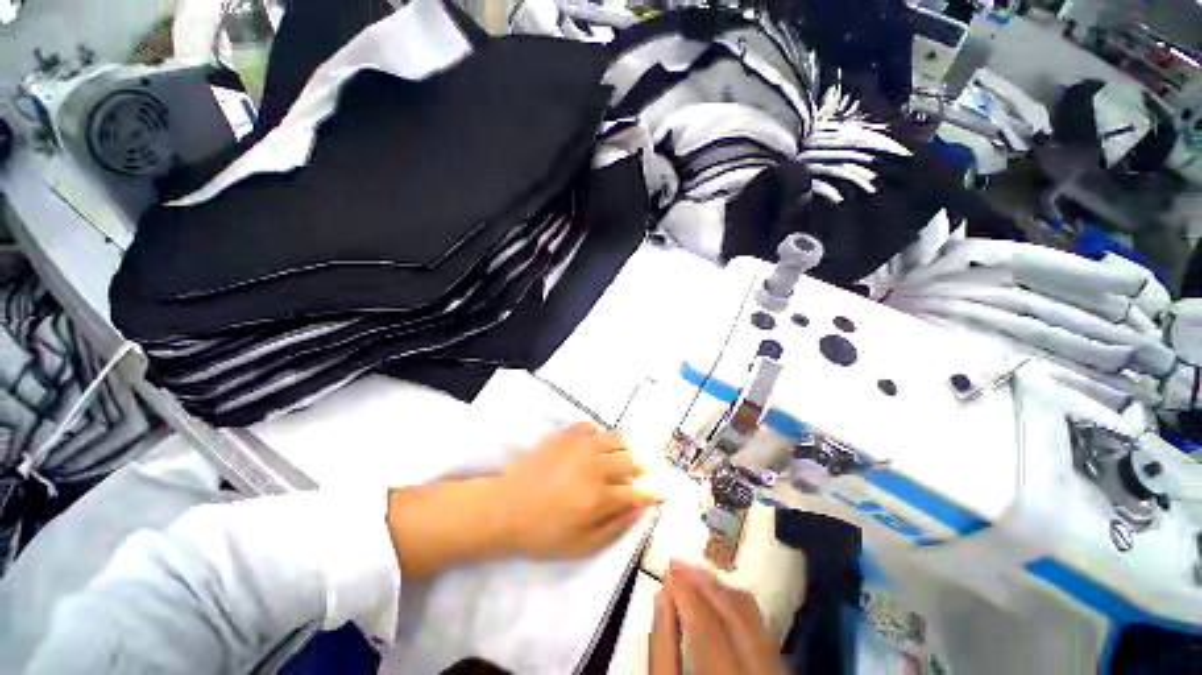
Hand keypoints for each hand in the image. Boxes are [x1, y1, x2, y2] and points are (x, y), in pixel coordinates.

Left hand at [496, 423, 661, 558]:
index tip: (661, 491)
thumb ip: (616, 527)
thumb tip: (641, 509)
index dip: (653, 492)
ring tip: (625, 455)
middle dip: (645, 467)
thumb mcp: (581, 546)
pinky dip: (599, 434)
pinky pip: (591, 426)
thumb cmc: (543, 533)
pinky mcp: (566, 435)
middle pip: (632, 460)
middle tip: (648, 470)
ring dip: (626, 447)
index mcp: (600, 496)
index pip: (638, 491)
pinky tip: (596, 444)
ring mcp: (581, 446)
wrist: (505, 507)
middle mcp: (596, 466)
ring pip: (616, 438)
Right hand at [650, 561, 782, 674]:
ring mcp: (777, 671)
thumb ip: (663, 647)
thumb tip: (663, 596)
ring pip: (753, 613)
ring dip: (720, 588)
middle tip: (677, 564)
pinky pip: (761, 626)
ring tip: (694, 577)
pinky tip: (718, 599)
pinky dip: (737, 605)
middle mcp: (761, 671)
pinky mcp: (781, 671)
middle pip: (735, 611)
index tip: (667, 571)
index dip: (685, 590)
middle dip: (703, 580)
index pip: (706, 621)